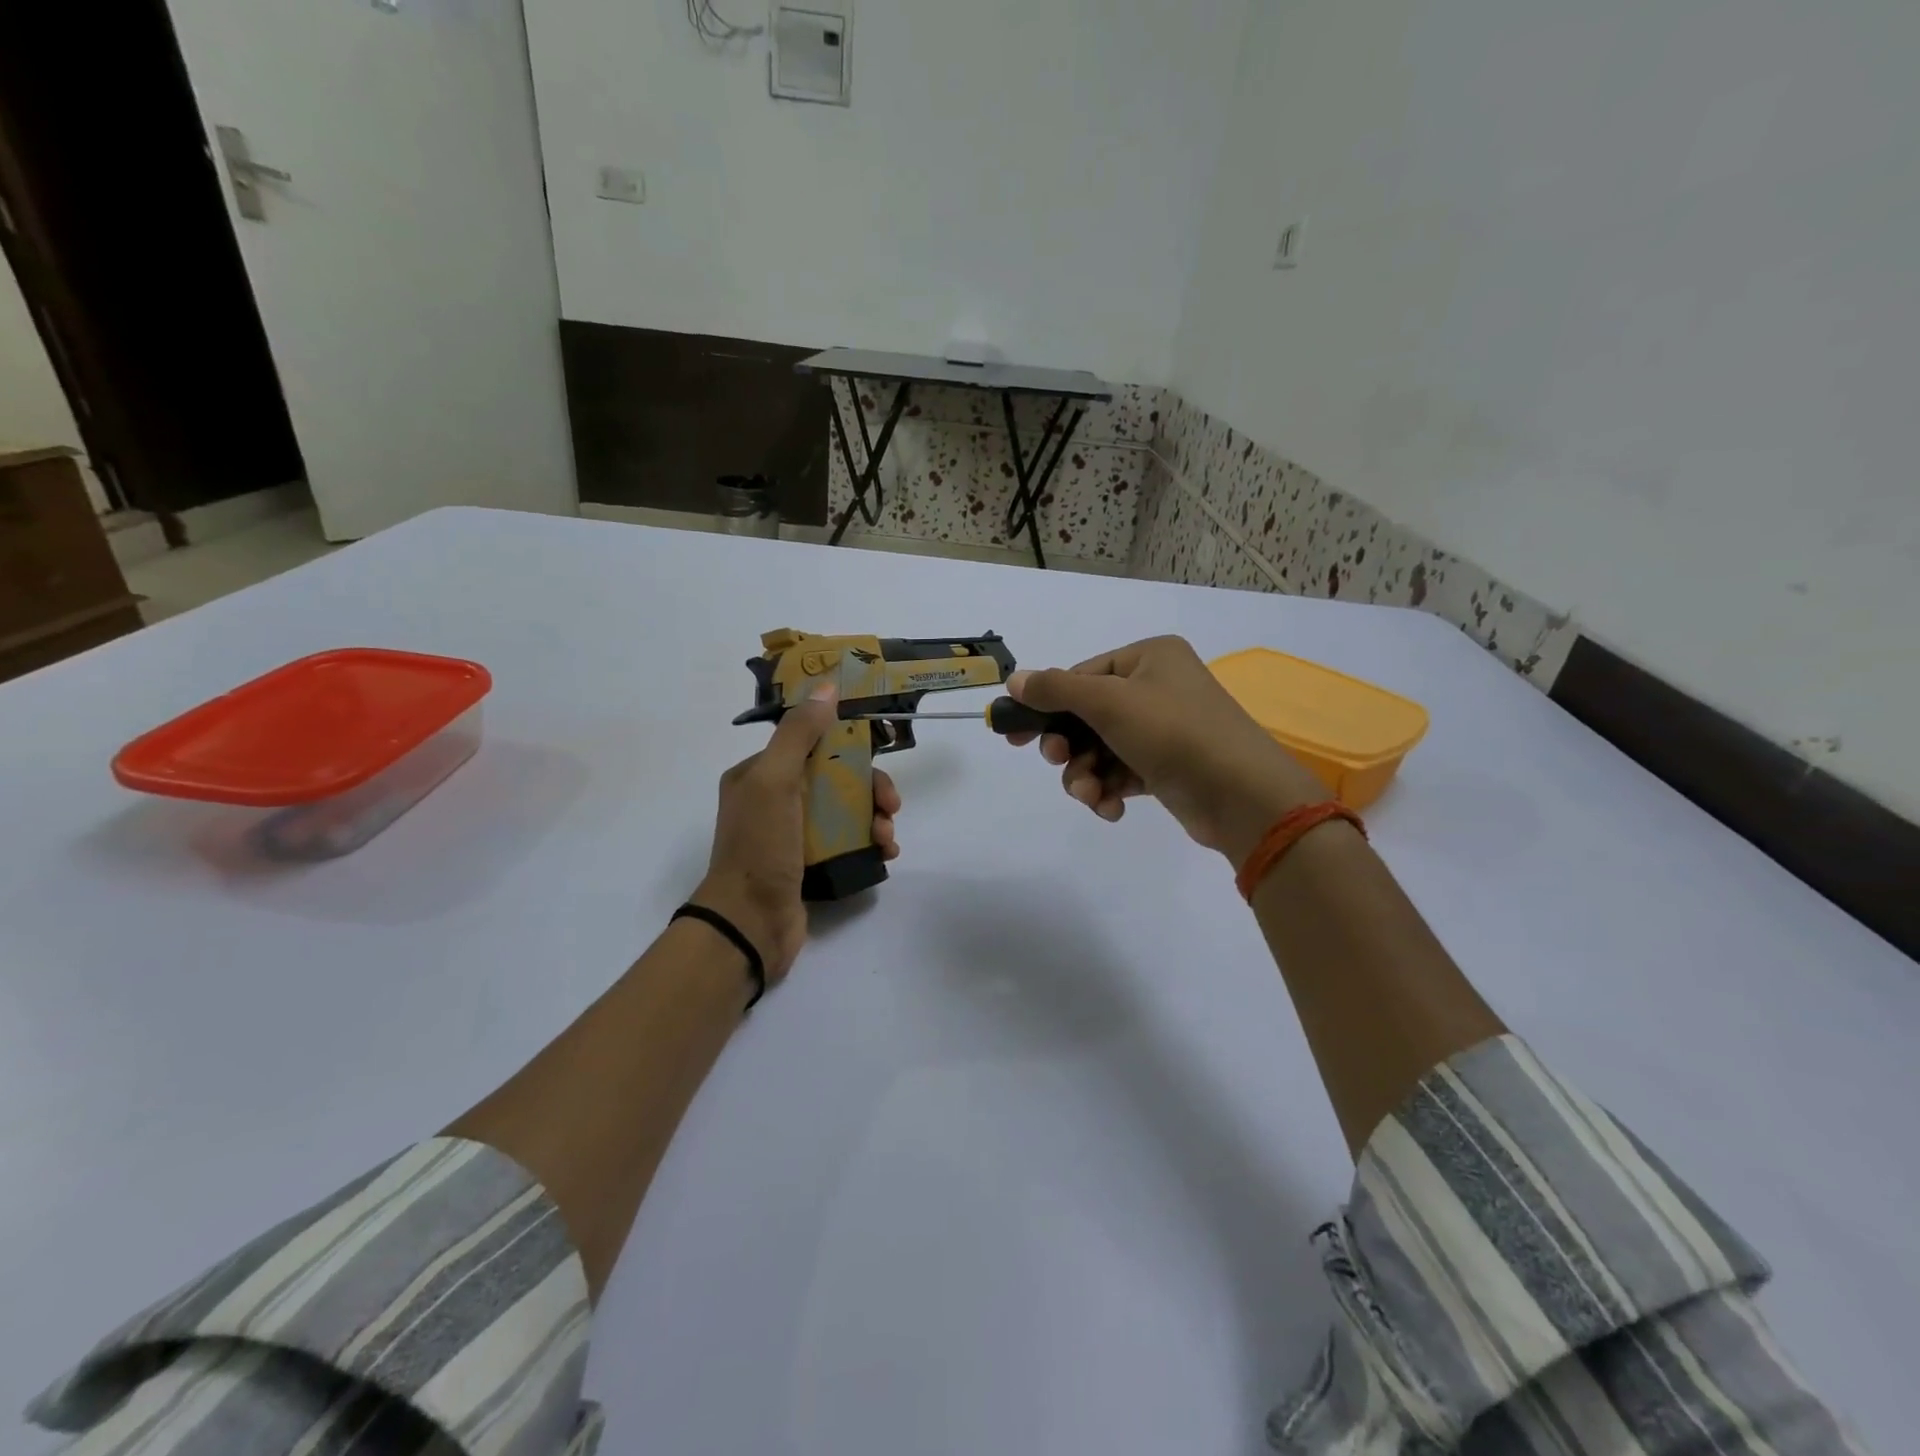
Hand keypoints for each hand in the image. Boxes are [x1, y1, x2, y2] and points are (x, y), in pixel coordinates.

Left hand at [690, 685, 899, 989]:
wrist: (750, 924)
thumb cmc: (760, 847)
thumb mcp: (775, 781)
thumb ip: (799, 734)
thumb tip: (827, 686)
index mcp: (760, 774)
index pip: (811, 744)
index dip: (848, 743)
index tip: (878, 751)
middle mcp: (776, 799)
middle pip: (835, 777)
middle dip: (869, 787)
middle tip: (891, 804)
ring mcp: (793, 834)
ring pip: (846, 810)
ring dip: (875, 817)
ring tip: (887, 837)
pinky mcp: (810, 863)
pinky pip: (848, 841)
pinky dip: (871, 842)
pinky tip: (886, 852)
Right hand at [1005, 636, 1324, 863]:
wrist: (1242, 795)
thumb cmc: (1173, 733)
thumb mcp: (1108, 702)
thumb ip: (1056, 689)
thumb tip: (1014, 679)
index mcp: (1150, 657)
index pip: (1083, 675)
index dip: (1048, 705)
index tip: (1016, 735)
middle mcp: (1159, 687)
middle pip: (1089, 715)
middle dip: (1069, 746)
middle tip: (1056, 761)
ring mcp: (1166, 730)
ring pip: (1102, 749)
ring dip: (1086, 774)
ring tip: (1090, 794)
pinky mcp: (1169, 768)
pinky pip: (1123, 772)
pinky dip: (1110, 790)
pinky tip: (1111, 808)